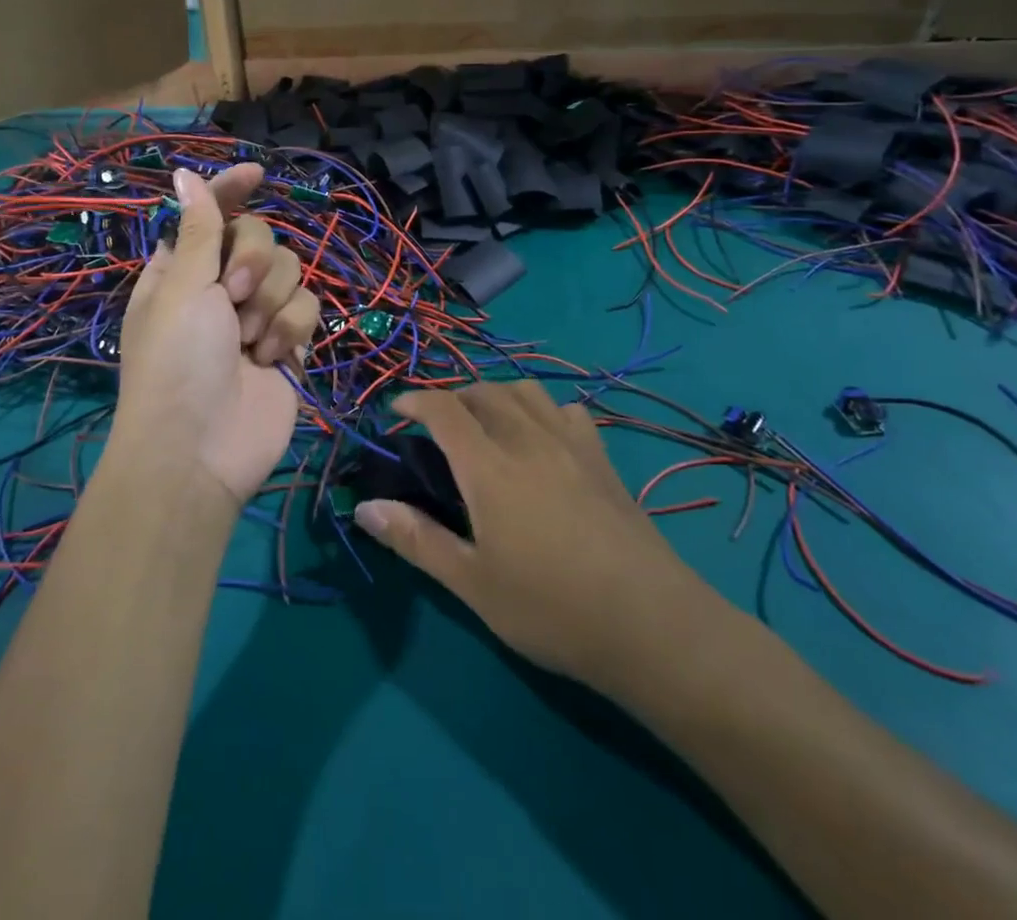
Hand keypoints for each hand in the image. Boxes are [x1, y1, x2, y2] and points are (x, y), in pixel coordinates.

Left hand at [114, 164, 320, 504]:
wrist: (201, 449)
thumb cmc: (176, 361)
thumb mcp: (181, 288)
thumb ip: (198, 229)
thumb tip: (184, 173)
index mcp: (183, 268)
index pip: (211, 213)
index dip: (231, 189)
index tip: (257, 172)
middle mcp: (221, 285)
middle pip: (260, 236)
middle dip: (253, 261)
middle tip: (233, 294)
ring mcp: (258, 314)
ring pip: (291, 269)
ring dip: (271, 302)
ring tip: (248, 341)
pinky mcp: (289, 341)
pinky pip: (308, 307)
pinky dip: (291, 329)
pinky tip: (270, 359)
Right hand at [356, 381, 711, 686]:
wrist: (651, 624)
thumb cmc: (552, 609)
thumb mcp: (473, 584)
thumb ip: (417, 540)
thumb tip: (365, 508)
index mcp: (489, 466)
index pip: (444, 409)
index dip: (415, 400)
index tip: (396, 409)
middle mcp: (528, 439)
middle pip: (484, 391)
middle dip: (453, 398)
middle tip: (437, 428)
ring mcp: (571, 444)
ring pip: (526, 391)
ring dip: (496, 396)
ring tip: (486, 426)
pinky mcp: (603, 459)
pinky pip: (566, 410)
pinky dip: (543, 410)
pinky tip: (543, 440)